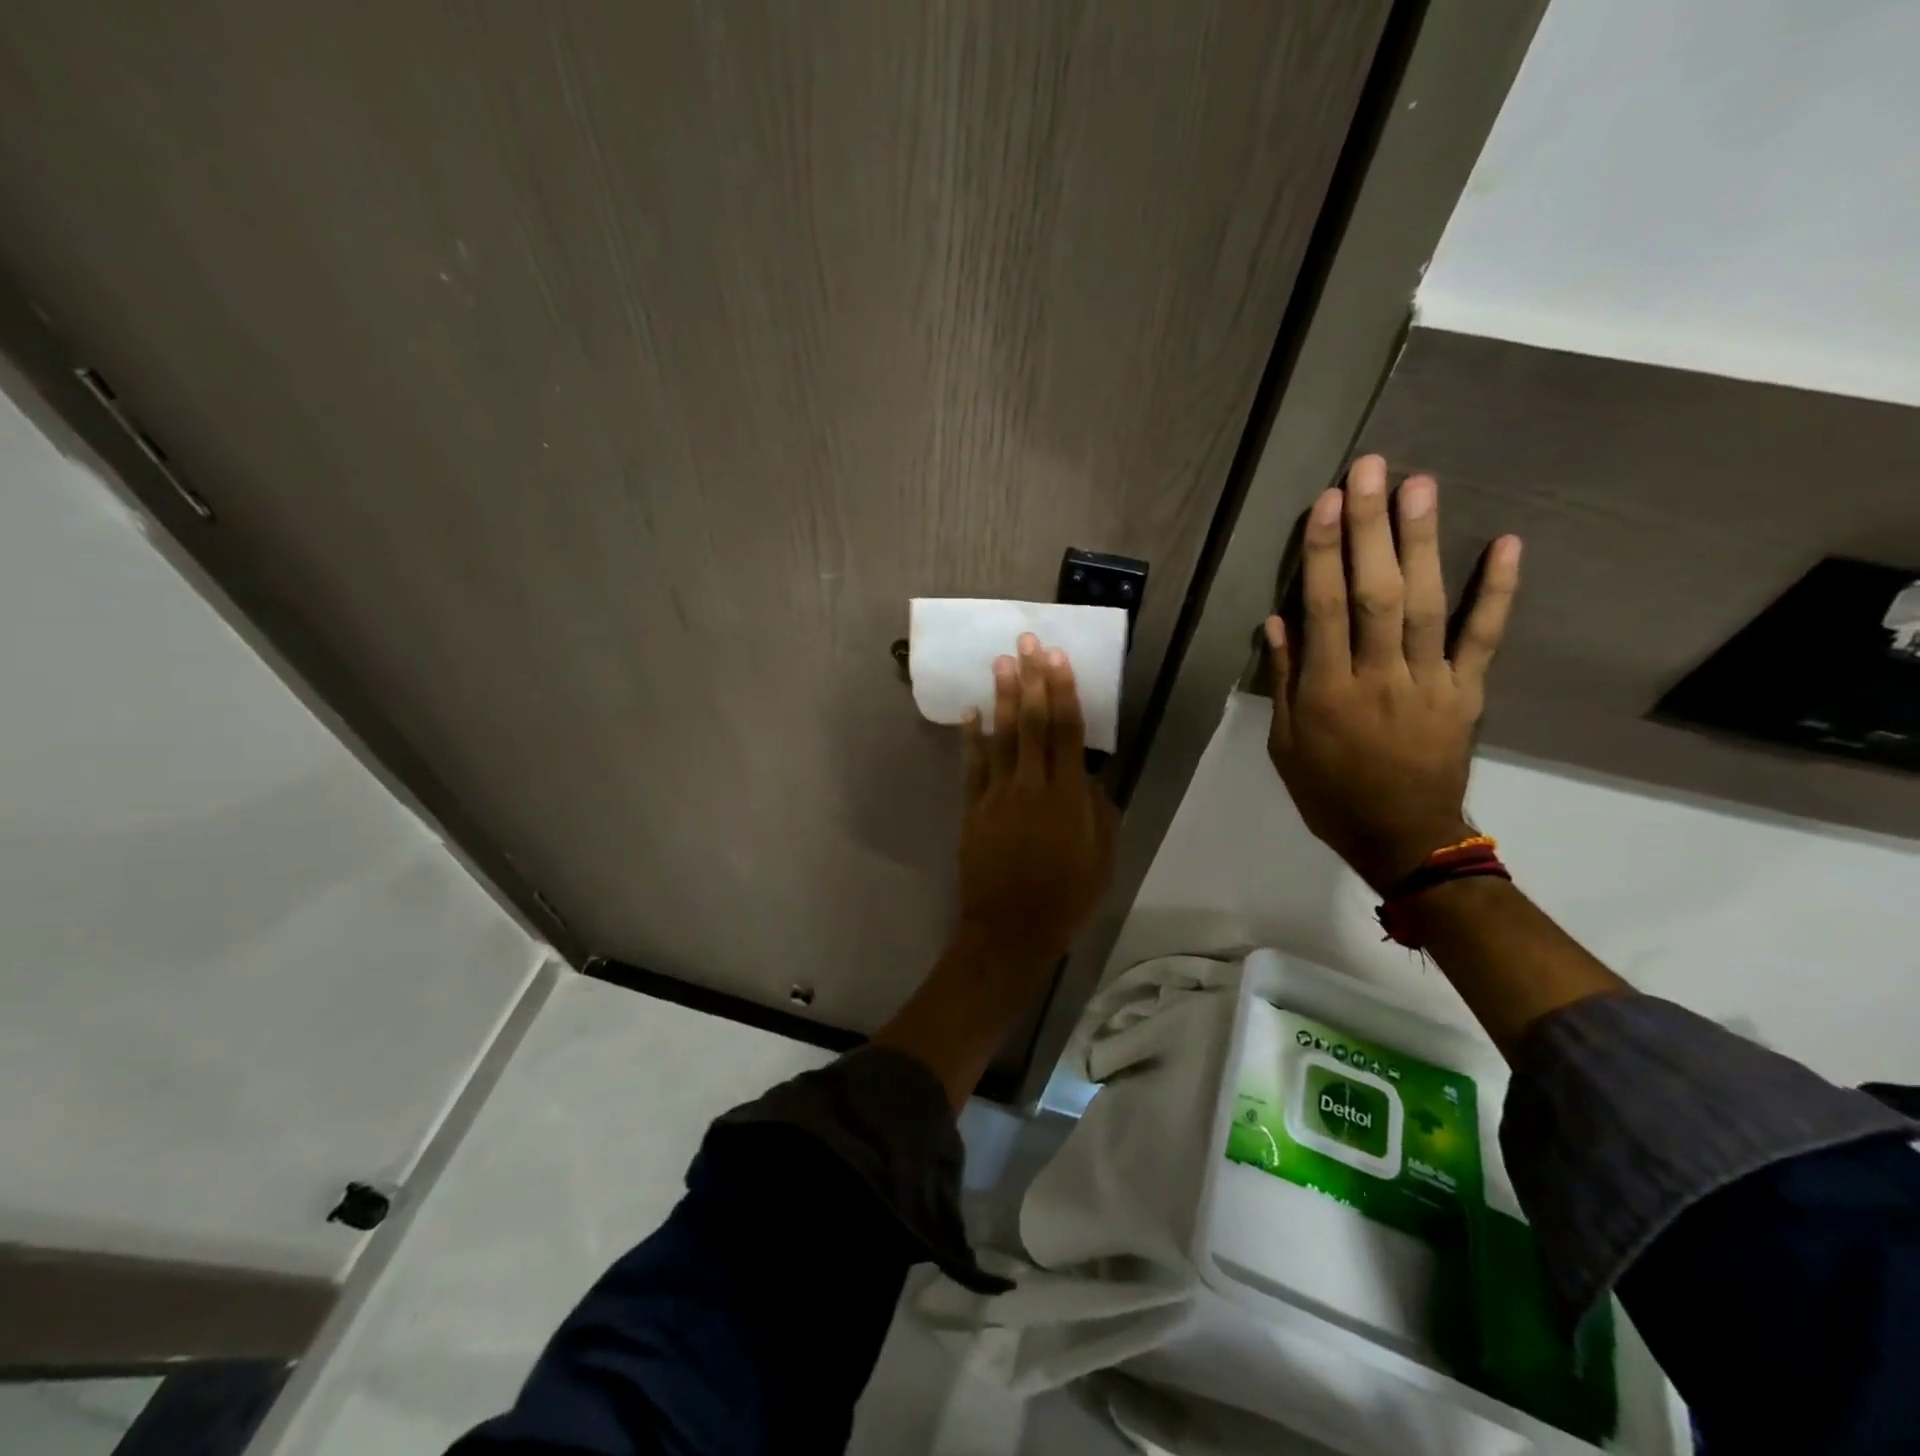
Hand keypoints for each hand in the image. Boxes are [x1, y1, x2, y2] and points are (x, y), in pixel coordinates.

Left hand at [957, 632, 1117, 962]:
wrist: (1011, 929)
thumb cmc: (1067, 897)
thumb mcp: (1102, 857)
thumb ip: (1099, 810)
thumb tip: (1089, 776)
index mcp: (1068, 796)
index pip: (1067, 732)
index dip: (1064, 692)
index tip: (1058, 659)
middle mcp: (1031, 786)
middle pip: (1032, 724)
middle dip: (1031, 679)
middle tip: (1027, 642)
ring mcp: (997, 795)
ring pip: (1001, 737)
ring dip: (1002, 697)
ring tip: (1001, 661)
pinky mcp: (973, 808)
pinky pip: (972, 765)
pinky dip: (972, 738)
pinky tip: (971, 713)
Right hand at [1264, 455, 1520, 891]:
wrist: (1402, 838)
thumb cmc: (1330, 793)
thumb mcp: (1286, 745)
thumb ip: (1285, 682)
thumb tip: (1278, 621)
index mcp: (1328, 693)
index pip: (1323, 610)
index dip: (1323, 553)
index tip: (1326, 502)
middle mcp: (1378, 678)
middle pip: (1374, 593)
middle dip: (1371, 528)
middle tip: (1373, 469)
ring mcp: (1430, 682)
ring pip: (1425, 604)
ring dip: (1422, 542)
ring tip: (1421, 485)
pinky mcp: (1467, 692)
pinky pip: (1483, 638)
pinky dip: (1496, 591)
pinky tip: (1507, 544)